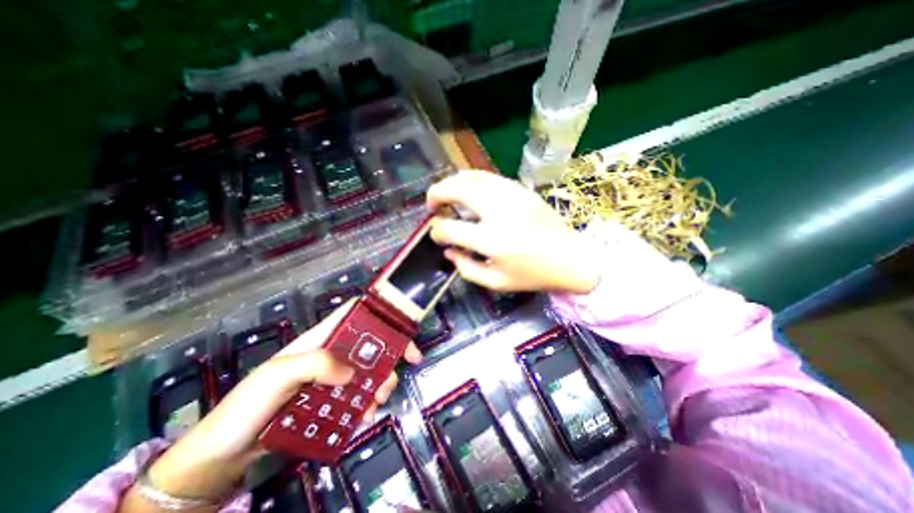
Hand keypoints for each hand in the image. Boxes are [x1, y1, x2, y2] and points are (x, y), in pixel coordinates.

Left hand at [118, 300, 421, 510]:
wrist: (223, 455)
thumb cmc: (248, 406)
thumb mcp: (278, 376)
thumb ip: (315, 365)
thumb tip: (351, 373)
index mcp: (321, 339)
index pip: (355, 313)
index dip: (379, 313)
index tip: (400, 328)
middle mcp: (332, 354)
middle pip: (370, 343)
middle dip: (389, 354)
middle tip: (403, 367)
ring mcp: (333, 378)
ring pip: (369, 371)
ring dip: (381, 383)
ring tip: (377, 402)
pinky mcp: (332, 401)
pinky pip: (359, 396)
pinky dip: (368, 403)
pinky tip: (365, 415)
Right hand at [426, 170, 600, 294]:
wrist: (571, 257)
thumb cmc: (533, 275)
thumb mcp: (496, 282)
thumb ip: (466, 268)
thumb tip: (449, 251)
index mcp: (492, 240)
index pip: (450, 228)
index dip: (436, 231)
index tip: (436, 234)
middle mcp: (499, 211)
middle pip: (457, 189)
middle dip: (436, 193)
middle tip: (432, 205)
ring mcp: (511, 195)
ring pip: (472, 176)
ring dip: (452, 183)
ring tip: (446, 194)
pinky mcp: (520, 189)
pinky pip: (488, 176)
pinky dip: (471, 180)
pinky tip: (468, 190)